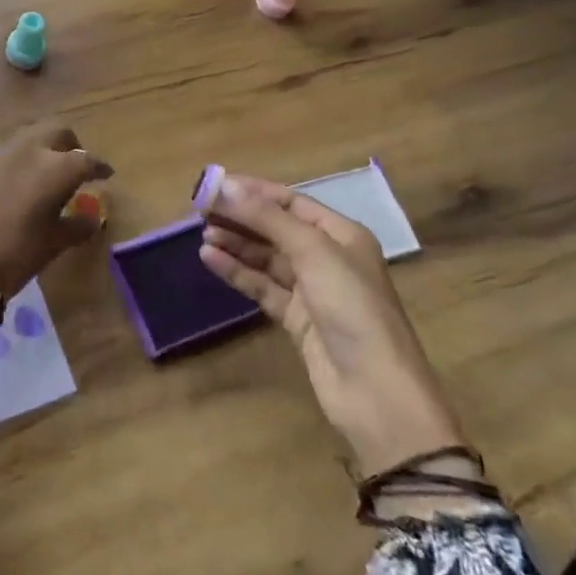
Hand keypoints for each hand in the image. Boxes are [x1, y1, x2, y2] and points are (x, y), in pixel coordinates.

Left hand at [0, 123, 109, 331]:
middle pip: (57, 131)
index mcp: (55, 168)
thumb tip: (92, 216)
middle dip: (71, 144)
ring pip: (29, 137)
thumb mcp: (53, 244)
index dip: (99, 167)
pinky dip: (20, 161)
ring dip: (43, 148)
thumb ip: (77, 225)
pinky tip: (18, 185)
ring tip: (46, 174)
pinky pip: (7, 153)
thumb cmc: (14, 256)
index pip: (86, 159)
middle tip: (76, 165)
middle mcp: (29, 151)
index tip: (106, 175)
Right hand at [199, 175, 463, 478]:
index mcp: (341, 234)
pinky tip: (210, 259)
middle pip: (276, 228)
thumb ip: (267, 218)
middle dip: (240, 217)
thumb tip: (225, 186)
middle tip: (200, 209)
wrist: (375, 390)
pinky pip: (261, 286)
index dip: (253, 192)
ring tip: (202, 234)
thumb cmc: (351, 306)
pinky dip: (237, 271)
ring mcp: (311, 290)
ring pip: (266, 258)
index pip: (291, 201)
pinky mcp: (296, 319)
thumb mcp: (312, 251)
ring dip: (235, 244)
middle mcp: (327, 257)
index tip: (214, 185)